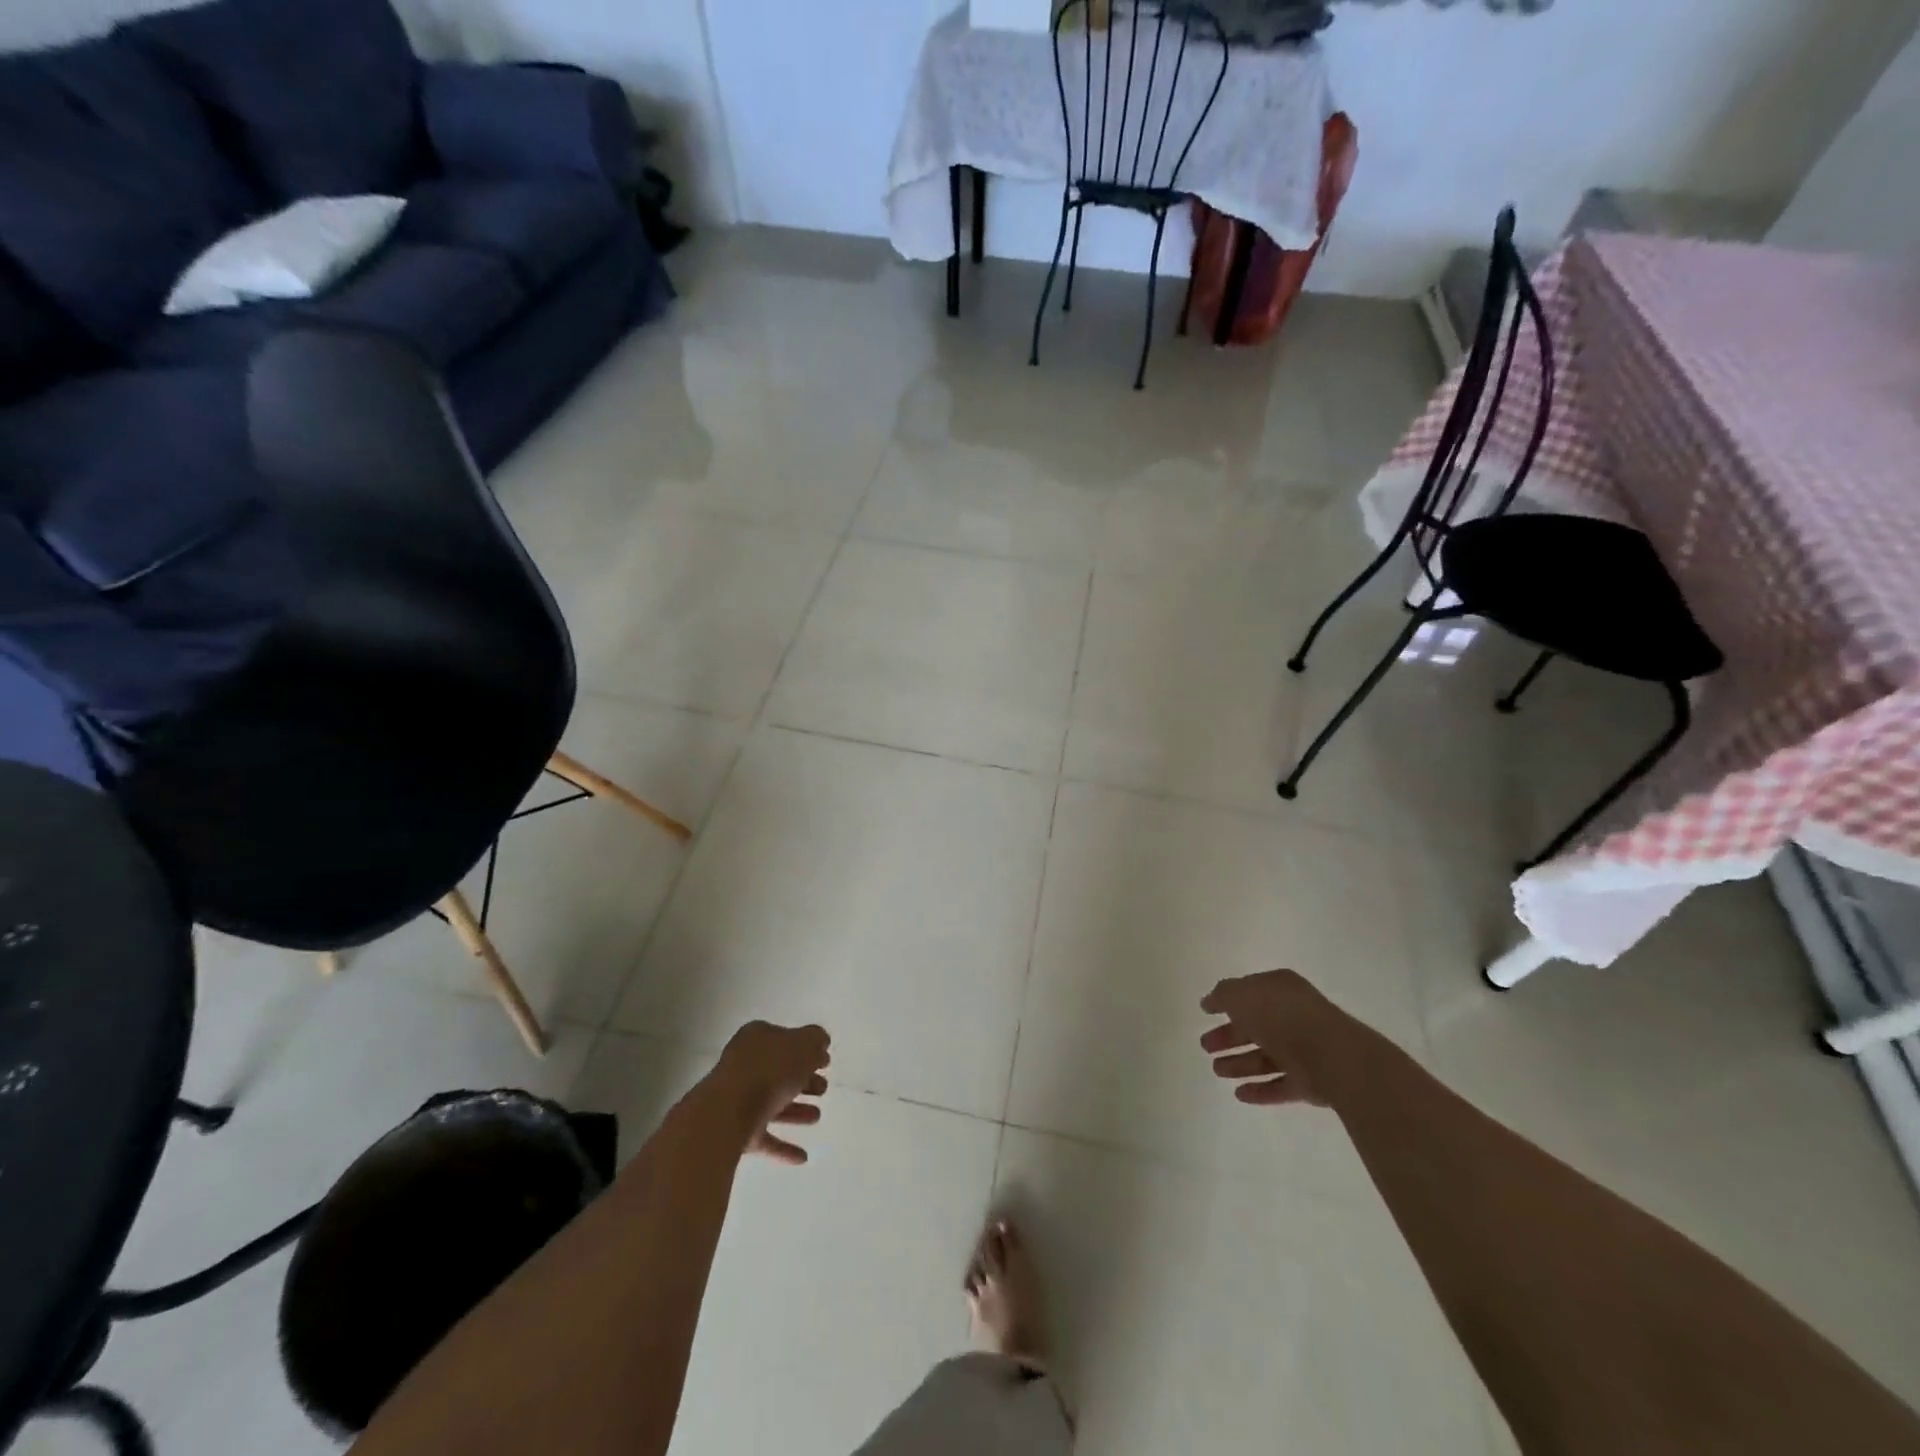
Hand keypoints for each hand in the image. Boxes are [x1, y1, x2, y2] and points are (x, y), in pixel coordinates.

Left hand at [710, 1021, 831, 1164]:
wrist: (726, 1114)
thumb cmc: (769, 1071)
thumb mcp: (804, 1045)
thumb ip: (816, 1041)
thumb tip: (820, 1042)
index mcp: (757, 1039)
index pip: (785, 1040)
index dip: (806, 1049)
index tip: (825, 1062)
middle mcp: (744, 1066)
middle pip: (779, 1072)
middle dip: (803, 1081)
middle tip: (823, 1088)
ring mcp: (737, 1100)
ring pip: (772, 1104)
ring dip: (795, 1111)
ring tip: (816, 1117)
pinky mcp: (735, 1132)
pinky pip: (764, 1137)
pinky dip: (782, 1146)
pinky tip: (802, 1157)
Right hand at [1199, 969, 1346, 1108]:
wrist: (1330, 1055)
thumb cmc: (1281, 1016)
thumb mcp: (1242, 995)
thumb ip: (1223, 995)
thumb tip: (1210, 1001)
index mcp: (1280, 990)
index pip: (1249, 993)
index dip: (1227, 1001)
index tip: (1206, 1012)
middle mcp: (1293, 1016)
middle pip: (1255, 1027)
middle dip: (1229, 1036)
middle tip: (1205, 1046)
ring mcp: (1304, 1050)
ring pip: (1266, 1057)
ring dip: (1240, 1064)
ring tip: (1217, 1071)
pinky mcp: (1310, 1082)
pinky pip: (1280, 1085)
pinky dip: (1260, 1089)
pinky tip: (1239, 1094)